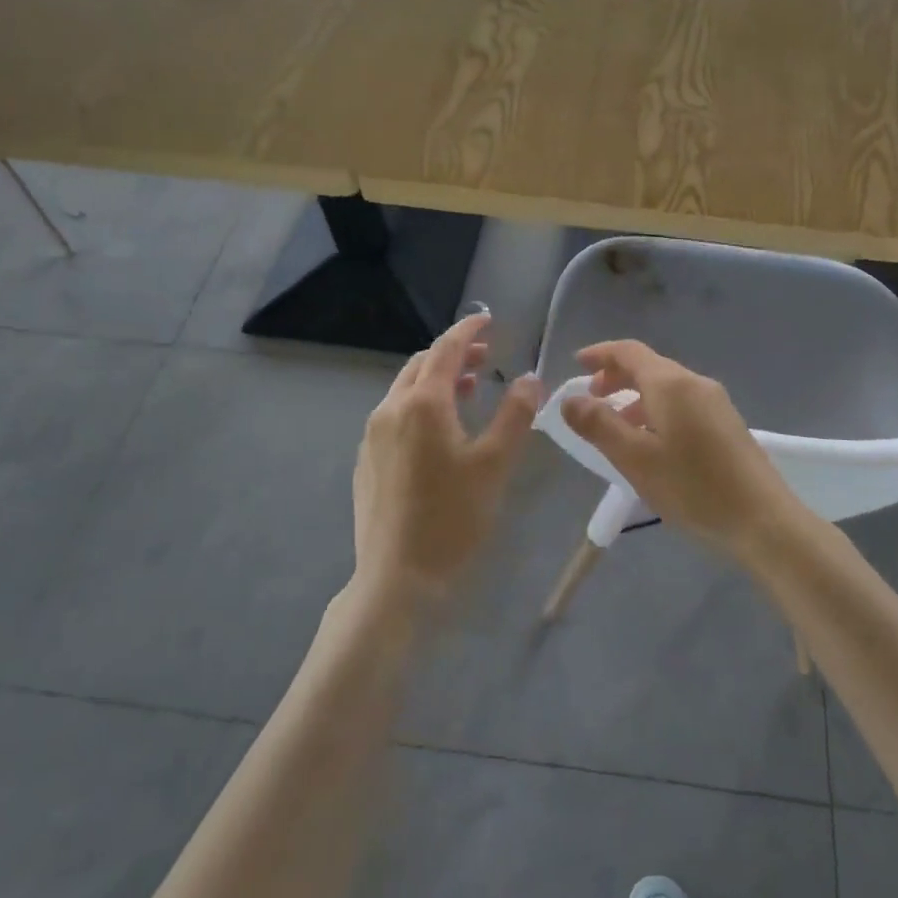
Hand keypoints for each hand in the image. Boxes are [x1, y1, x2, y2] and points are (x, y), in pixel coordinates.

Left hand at [351, 312, 543, 604]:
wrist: (397, 578)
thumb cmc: (453, 518)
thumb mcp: (494, 464)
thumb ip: (515, 414)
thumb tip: (529, 378)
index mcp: (422, 404)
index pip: (446, 349)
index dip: (468, 329)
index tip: (488, 319)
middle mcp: (390, 410)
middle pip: (422, 365)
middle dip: (453, 353)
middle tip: (486, 357)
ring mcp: (373, 436)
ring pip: (405, 390)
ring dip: (437, 380)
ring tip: (469, 389)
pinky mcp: (367, 460)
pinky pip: (395, 415)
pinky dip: (420, 404)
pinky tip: (440, 430)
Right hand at [559, 340, 804, 556]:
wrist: (763, 520)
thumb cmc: (693, 488)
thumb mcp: (636, 459)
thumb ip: (599, 425)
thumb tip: (570, 399)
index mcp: (671, 384)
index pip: (629, 352)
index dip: (600, 354)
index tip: (576, 364)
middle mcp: (695, 383)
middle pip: (649, 366)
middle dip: (616, 377)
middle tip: (591, 399)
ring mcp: (716, 402)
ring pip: (666, 387)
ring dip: (636, 397)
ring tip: (616, 428)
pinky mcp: (727, 424)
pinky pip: (682, 403)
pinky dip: (656, 410)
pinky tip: (652, 443)